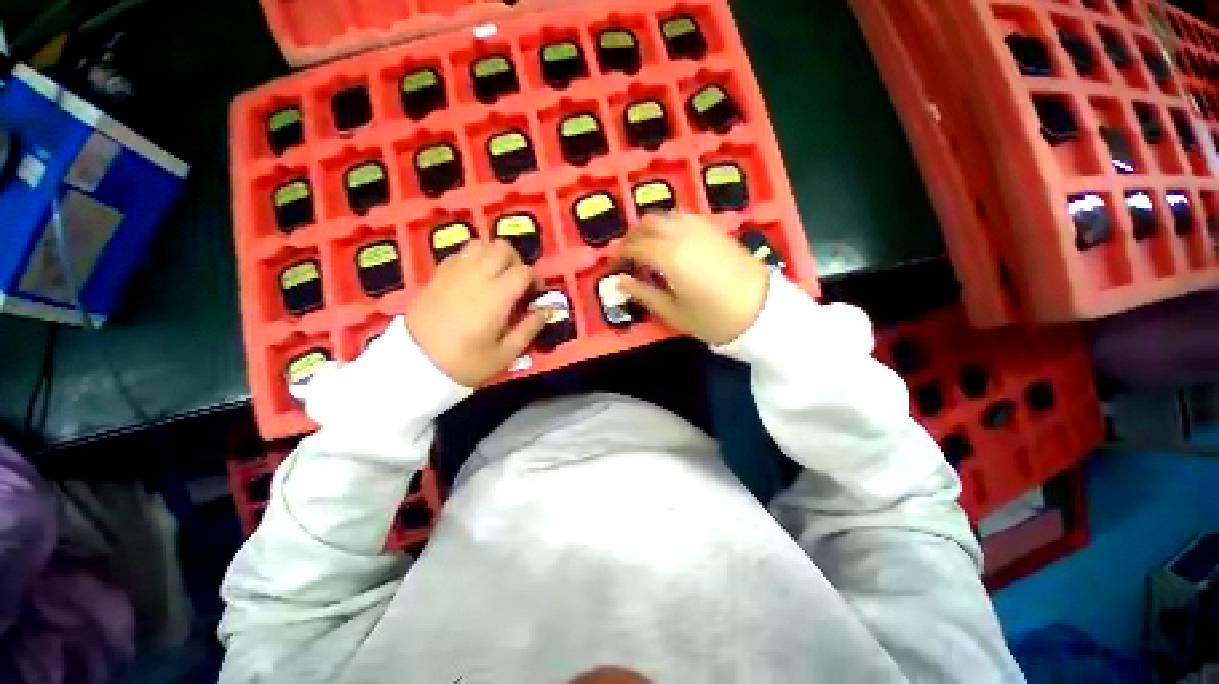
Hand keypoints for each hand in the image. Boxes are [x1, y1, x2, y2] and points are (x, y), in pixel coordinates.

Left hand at [406, 240, 548, 385]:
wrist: (415, 364)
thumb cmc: (465, 362)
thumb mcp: (505, 353)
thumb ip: (530, 328)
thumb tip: (548, 310)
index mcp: (496, 295)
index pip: (524, 271)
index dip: (535, 280)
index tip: (534, 296)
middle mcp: (476, 275)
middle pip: (502, 248)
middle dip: (516, 261)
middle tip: (517, 283)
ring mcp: (454, 272)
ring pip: (480, 244)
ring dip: (494, 256)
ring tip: (496, 277)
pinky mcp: (437, 274)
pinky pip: (460, 254)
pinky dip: (473, 259)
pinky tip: (474, 279)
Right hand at [615, 213, 769, 344]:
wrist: (762, 310)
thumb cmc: (713, 317)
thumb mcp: (673, 312)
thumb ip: (644, 294)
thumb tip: (620, 282)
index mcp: (668, 255)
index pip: (634, 246)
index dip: (619, 254)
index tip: (613, 265)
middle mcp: (681, 234)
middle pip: (647, 224)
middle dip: (632, 236)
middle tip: (627, 254)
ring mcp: (700, 227)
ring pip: (665, 215)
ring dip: (650, 227)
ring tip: (646, 246)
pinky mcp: (715, 228)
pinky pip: (684, 217)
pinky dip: (669, 223)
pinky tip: (671, 239)